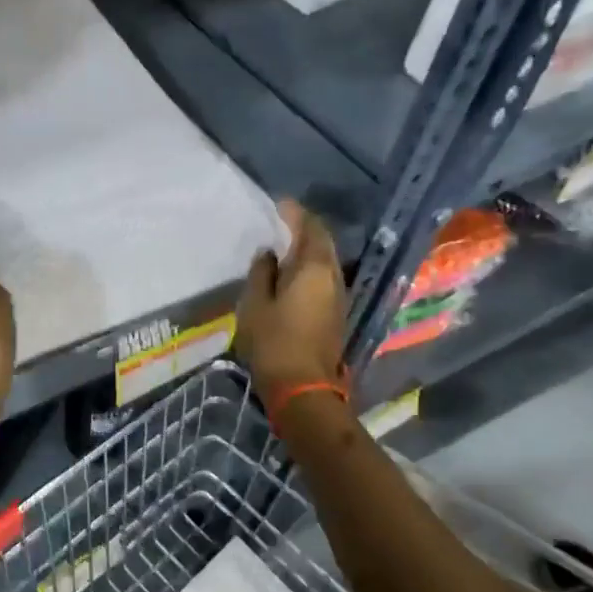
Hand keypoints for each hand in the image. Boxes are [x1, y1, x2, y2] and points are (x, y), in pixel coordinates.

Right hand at [234, 198, 347, 391]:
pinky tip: (290, 275)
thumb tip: (269, 255)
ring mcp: (337, 297)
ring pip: (325, 262)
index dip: (296, 213)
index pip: (310, 229)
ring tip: (283, 246)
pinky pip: (323, 279)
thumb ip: (261, 273)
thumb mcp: (255, 304)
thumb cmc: (273, 342)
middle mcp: (332, 277)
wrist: (303, 388)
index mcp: (313, 269)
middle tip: (282, 222)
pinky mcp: (334, 315)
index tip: (280, 204)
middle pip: (323, 243)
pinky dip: (308, 269)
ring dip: (307, 250)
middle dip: (305, 229)